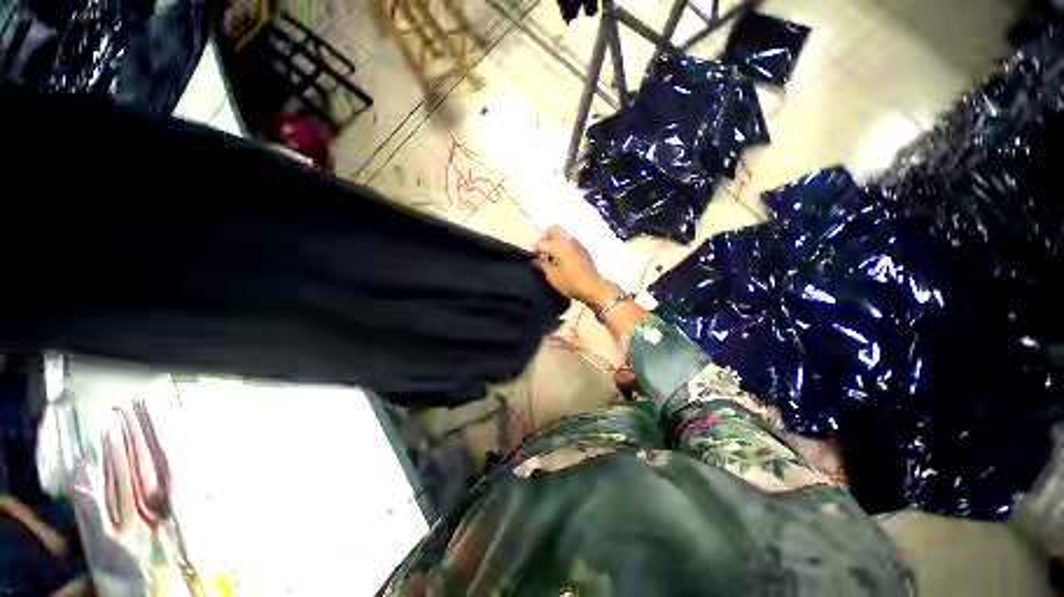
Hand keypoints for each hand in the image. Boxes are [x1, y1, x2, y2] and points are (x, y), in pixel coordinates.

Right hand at [533, 226, 617, 306]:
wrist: (593, 288)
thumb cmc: (571, 282)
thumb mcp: (552, 276)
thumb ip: (541, 265)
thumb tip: (534, 259)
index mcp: (559, 244)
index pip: (541, 242)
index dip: (533, 250)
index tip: (530, 258)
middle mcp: (568, 239)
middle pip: (552, 230)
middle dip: (544, 239)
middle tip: (540, 252)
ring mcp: (577, 243)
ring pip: (562, 235)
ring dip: (553, 242)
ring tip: (550, 256)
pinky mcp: (583, 249)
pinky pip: (569, 242)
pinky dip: (562, 246)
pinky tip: (560, 259)